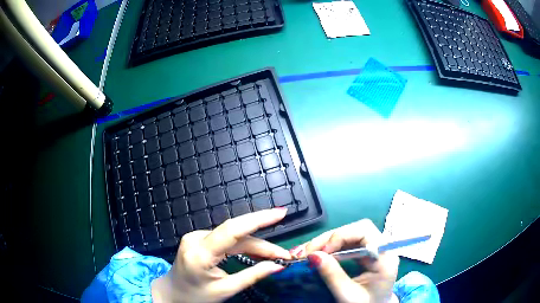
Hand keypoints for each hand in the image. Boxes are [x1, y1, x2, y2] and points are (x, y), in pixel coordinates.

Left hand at [151, 208, 290, 302]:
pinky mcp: (198, 238)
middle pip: (237, 235)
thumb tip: (277, 266)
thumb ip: (252, 276)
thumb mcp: (225, 290)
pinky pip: (226, 239)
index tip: (280, 213)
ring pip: (233, 236)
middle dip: (263, 244)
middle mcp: (196, 239)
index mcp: (200, 254)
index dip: (258, 219)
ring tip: (274, 255)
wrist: (172, 293)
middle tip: (283, 254)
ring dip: (255, 245)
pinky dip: (243, 245)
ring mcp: (195, 236)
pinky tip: (256, 252)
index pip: (232, 231)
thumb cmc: (196, 296)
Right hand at [291, 219, 399, 302]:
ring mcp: (375, 248)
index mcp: (385, 258)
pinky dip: (331, 247)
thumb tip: (313, 255)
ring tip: (308, 252)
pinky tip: (319, 254)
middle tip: (308, 251)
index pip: (365, 231)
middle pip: (356, 230)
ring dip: (327, 241)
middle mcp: (383, 248)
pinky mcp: (366, 252)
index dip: (342, 236)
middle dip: (329, 238)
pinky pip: (348, 242)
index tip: (322, 251)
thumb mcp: (348, 294)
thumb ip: (332, 275)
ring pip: (349, 234)